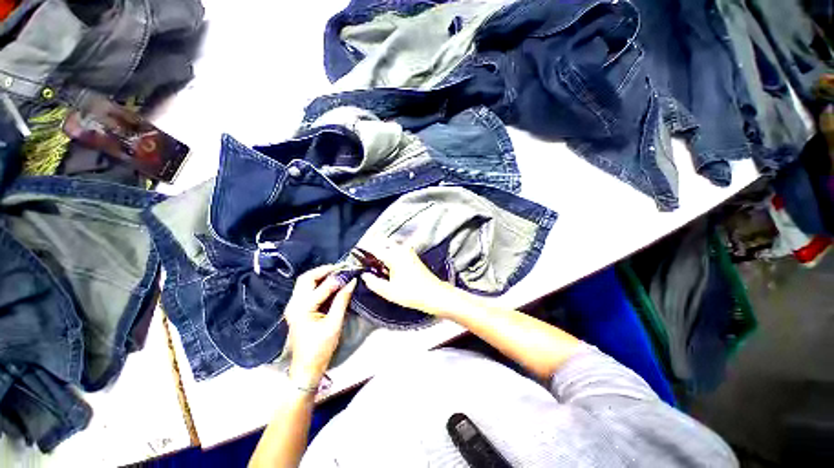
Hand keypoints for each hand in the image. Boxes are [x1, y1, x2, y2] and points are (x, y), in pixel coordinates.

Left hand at [284, 265, 356, 388]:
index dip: (338, 279)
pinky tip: (329, 283)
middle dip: (324, 270)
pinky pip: (305, 289)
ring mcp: (292, 306)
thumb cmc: (321, 348)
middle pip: (306, 278)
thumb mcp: (334, 324)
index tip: (350, 272)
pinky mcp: (296, 309)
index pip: (322, 287)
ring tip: (337, 273)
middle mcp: (293, 304)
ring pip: (304, 282)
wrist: (306, 367)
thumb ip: (342, 300)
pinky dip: (317, 283)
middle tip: (340, 268)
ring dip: (320, 275)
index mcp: (302, 309)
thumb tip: (352, 282)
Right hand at [359, 241, 465, 318]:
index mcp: (394, 256)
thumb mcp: (389, 292)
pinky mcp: (411, 255)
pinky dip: (388, 254)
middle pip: (382, 243)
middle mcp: (401, 249)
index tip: (355, 255)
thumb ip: (373, 282)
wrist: (434, 294)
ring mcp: (408, 251)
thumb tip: (364, 275)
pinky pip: (396, 250)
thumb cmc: (411, 294)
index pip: (374, 248)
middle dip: (372, 248)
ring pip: (389, 246)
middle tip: (364, 260)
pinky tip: (385, 266)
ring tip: (374, 264)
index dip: (363, 251)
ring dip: (381, 251)